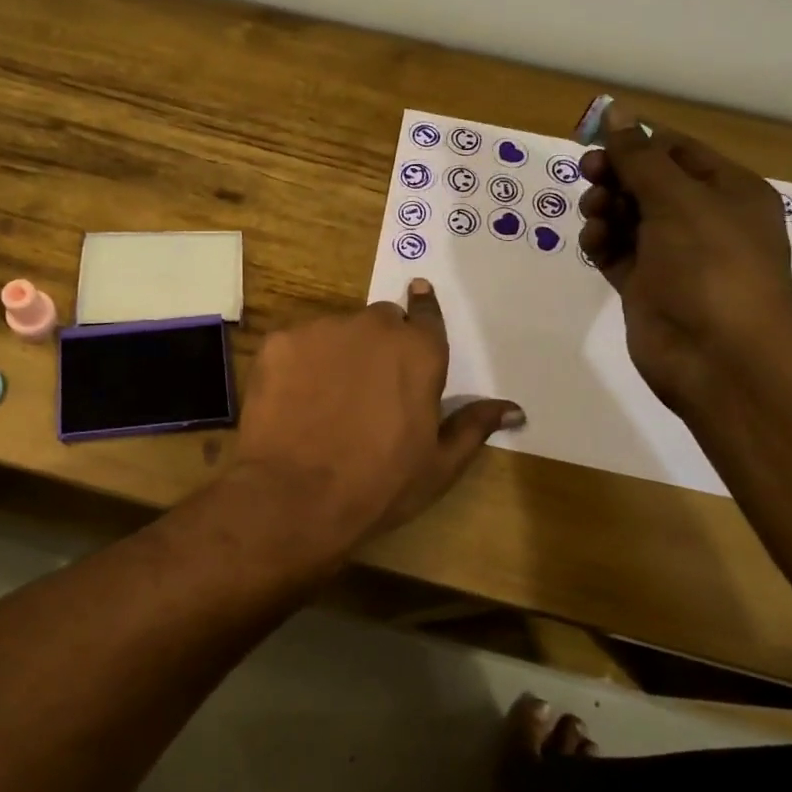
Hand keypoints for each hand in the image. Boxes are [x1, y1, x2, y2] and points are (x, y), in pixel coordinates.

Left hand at [233, 281, 523, 559]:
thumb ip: (473, 426)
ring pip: (335, 331)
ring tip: (324, 400)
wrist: (294, 497)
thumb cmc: (378, 486)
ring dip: (336, 353)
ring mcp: (321, 331)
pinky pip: (294, 345)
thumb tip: (513, 408)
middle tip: (366, 389)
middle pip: (380, 322)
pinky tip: (292, 401)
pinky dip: (296, 365)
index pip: (426, 316)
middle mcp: (372, 327)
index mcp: (419, 352)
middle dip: (378, 345)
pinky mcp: (279, 342)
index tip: (419, 295)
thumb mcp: (438, 466)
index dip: (423, 310)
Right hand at [578, 101, 791, 409]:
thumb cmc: (710, 264)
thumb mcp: (677, 199)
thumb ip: (640, 158)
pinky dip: (602, 242)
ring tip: (595, 214)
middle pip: (647, 183)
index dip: (637, 142)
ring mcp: (672, 255)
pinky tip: (594, 242)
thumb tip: (617, 113)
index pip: (676, 151)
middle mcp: (702, 219)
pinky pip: (617, 252)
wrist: (717, 353)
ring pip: (628, 217)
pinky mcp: (645, 286)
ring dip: (606, 208)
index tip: (596, 139)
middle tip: (590, 174)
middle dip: (616, 175)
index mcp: (727, 191)